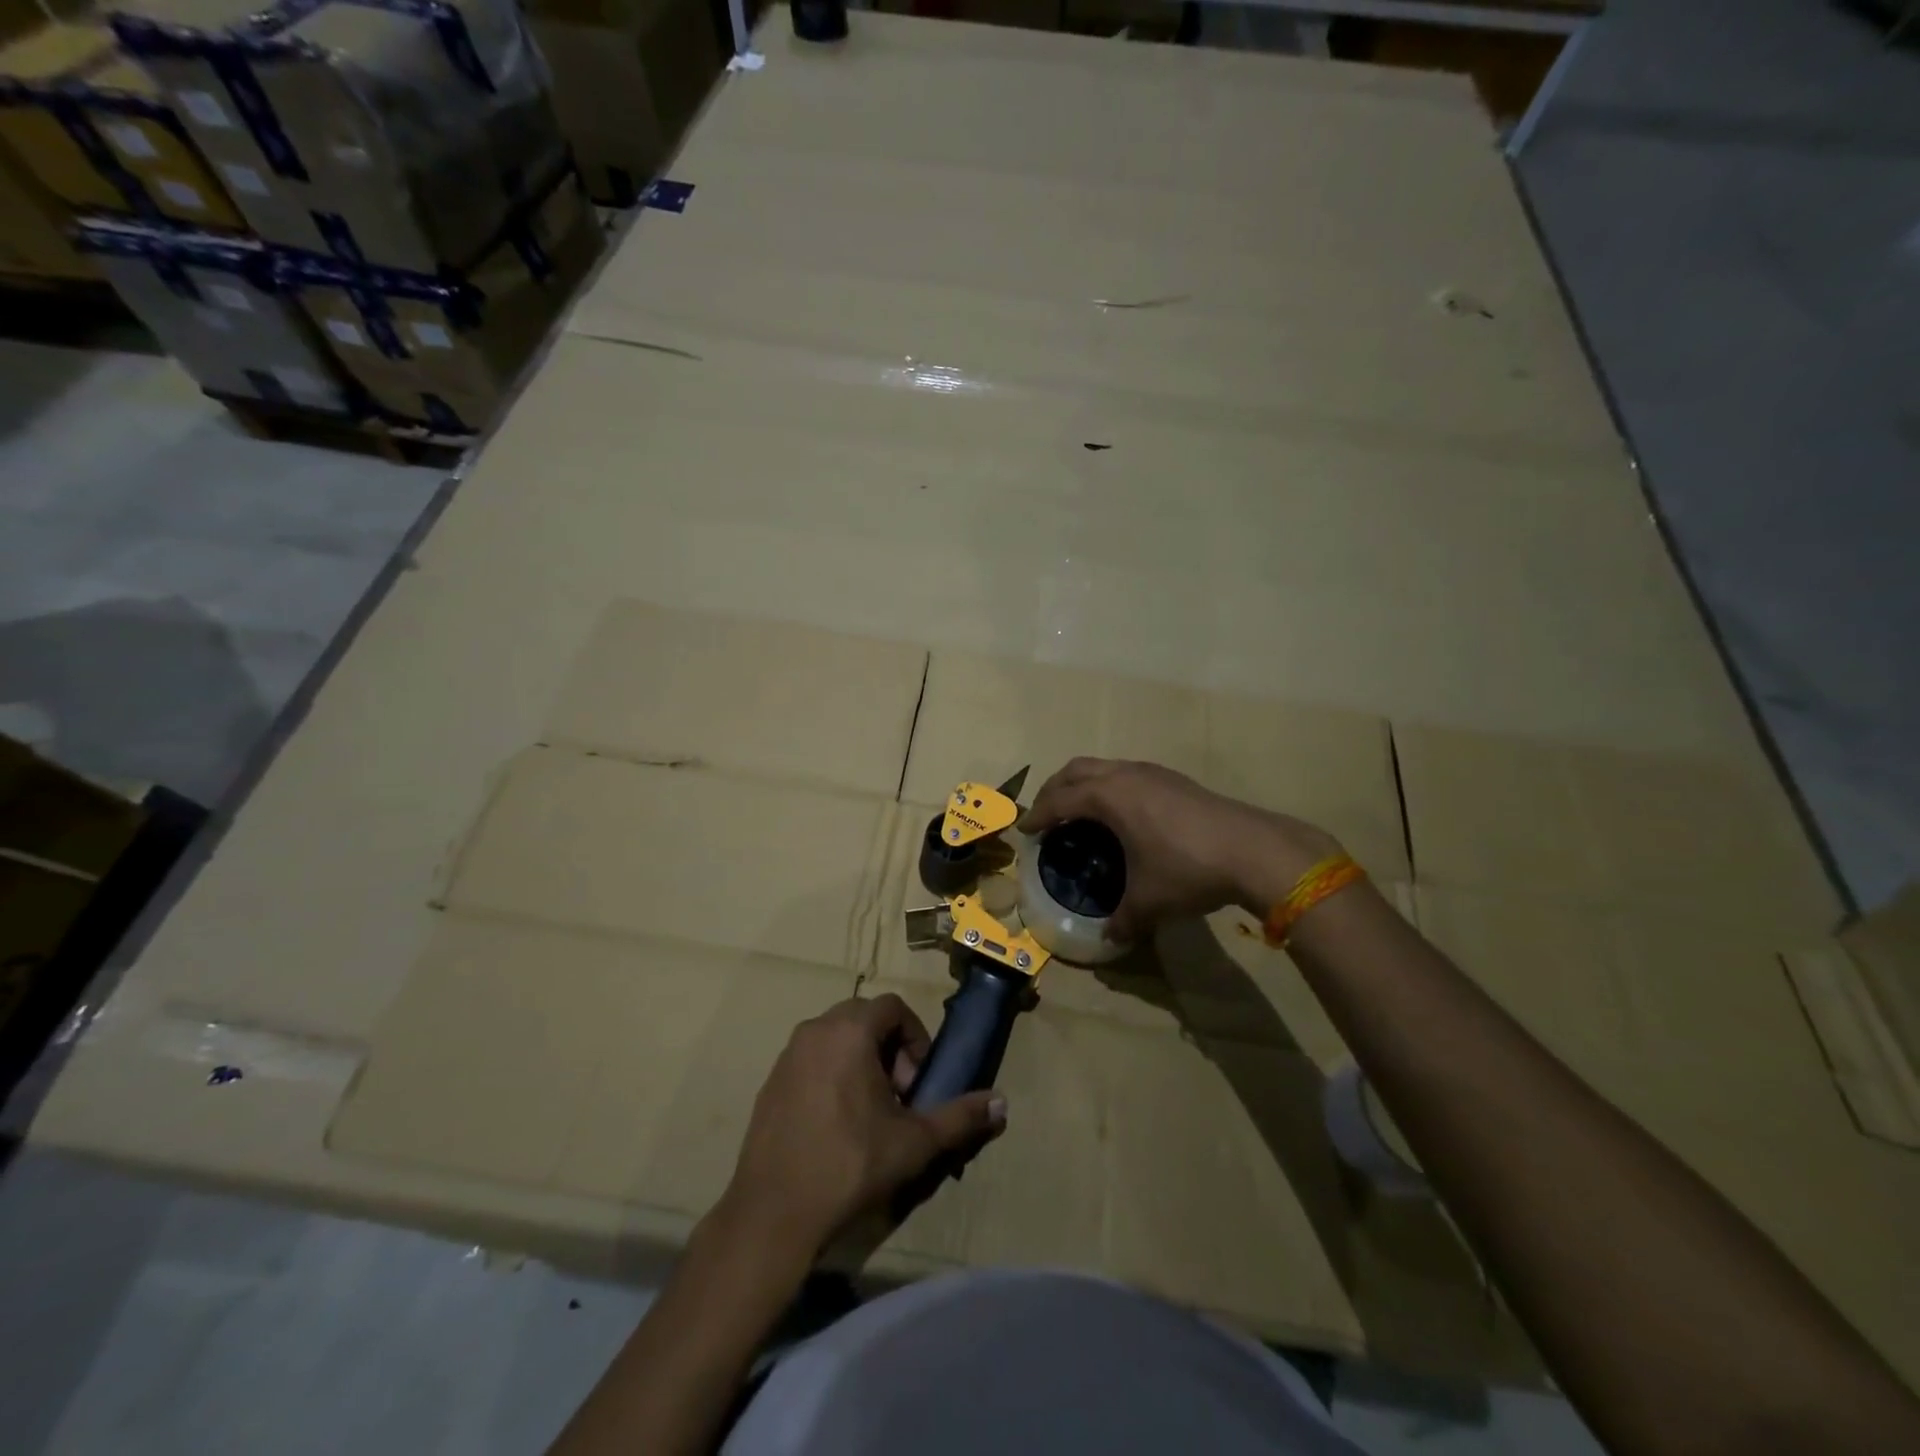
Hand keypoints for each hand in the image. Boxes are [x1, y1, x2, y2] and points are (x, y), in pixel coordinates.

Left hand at [718, 994, 1006, 1261]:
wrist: (773, 1215)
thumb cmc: (849, 1166)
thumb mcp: (914, 1143)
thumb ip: (960, 1117)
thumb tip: (1002, 1103)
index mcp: (849, 1031)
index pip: (893, 1007)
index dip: (915, 1037)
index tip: (918, 1082)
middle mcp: (815, 1030)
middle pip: (864, 1018)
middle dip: (890, 1048)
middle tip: (899, 1096)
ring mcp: (788, 1055)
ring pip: (836, 1037)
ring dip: (862, 1061)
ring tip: (871, 1112)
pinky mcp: (771, 1082)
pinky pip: (812, 1059)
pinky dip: (833, 1074)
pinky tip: (837, 1125)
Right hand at [1019, 758, 1340, 939]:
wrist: (1254, 850)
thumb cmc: (1188, 869)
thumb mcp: (1149, 901)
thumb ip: (1122, 919)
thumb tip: (1109, 938)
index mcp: (1108, 797)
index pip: (1059, 800)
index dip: (1037, 815)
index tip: (1024, 830)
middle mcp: (1126, 775)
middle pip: (1076, 770)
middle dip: (1055, 790)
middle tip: (1046, 815)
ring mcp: (1153, 773)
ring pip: (1104, 767)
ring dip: (1084, 784)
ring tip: (1081, 812)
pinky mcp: (1175, 779)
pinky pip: (1127, 774)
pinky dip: (1110, 787)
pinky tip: (1123, 815)